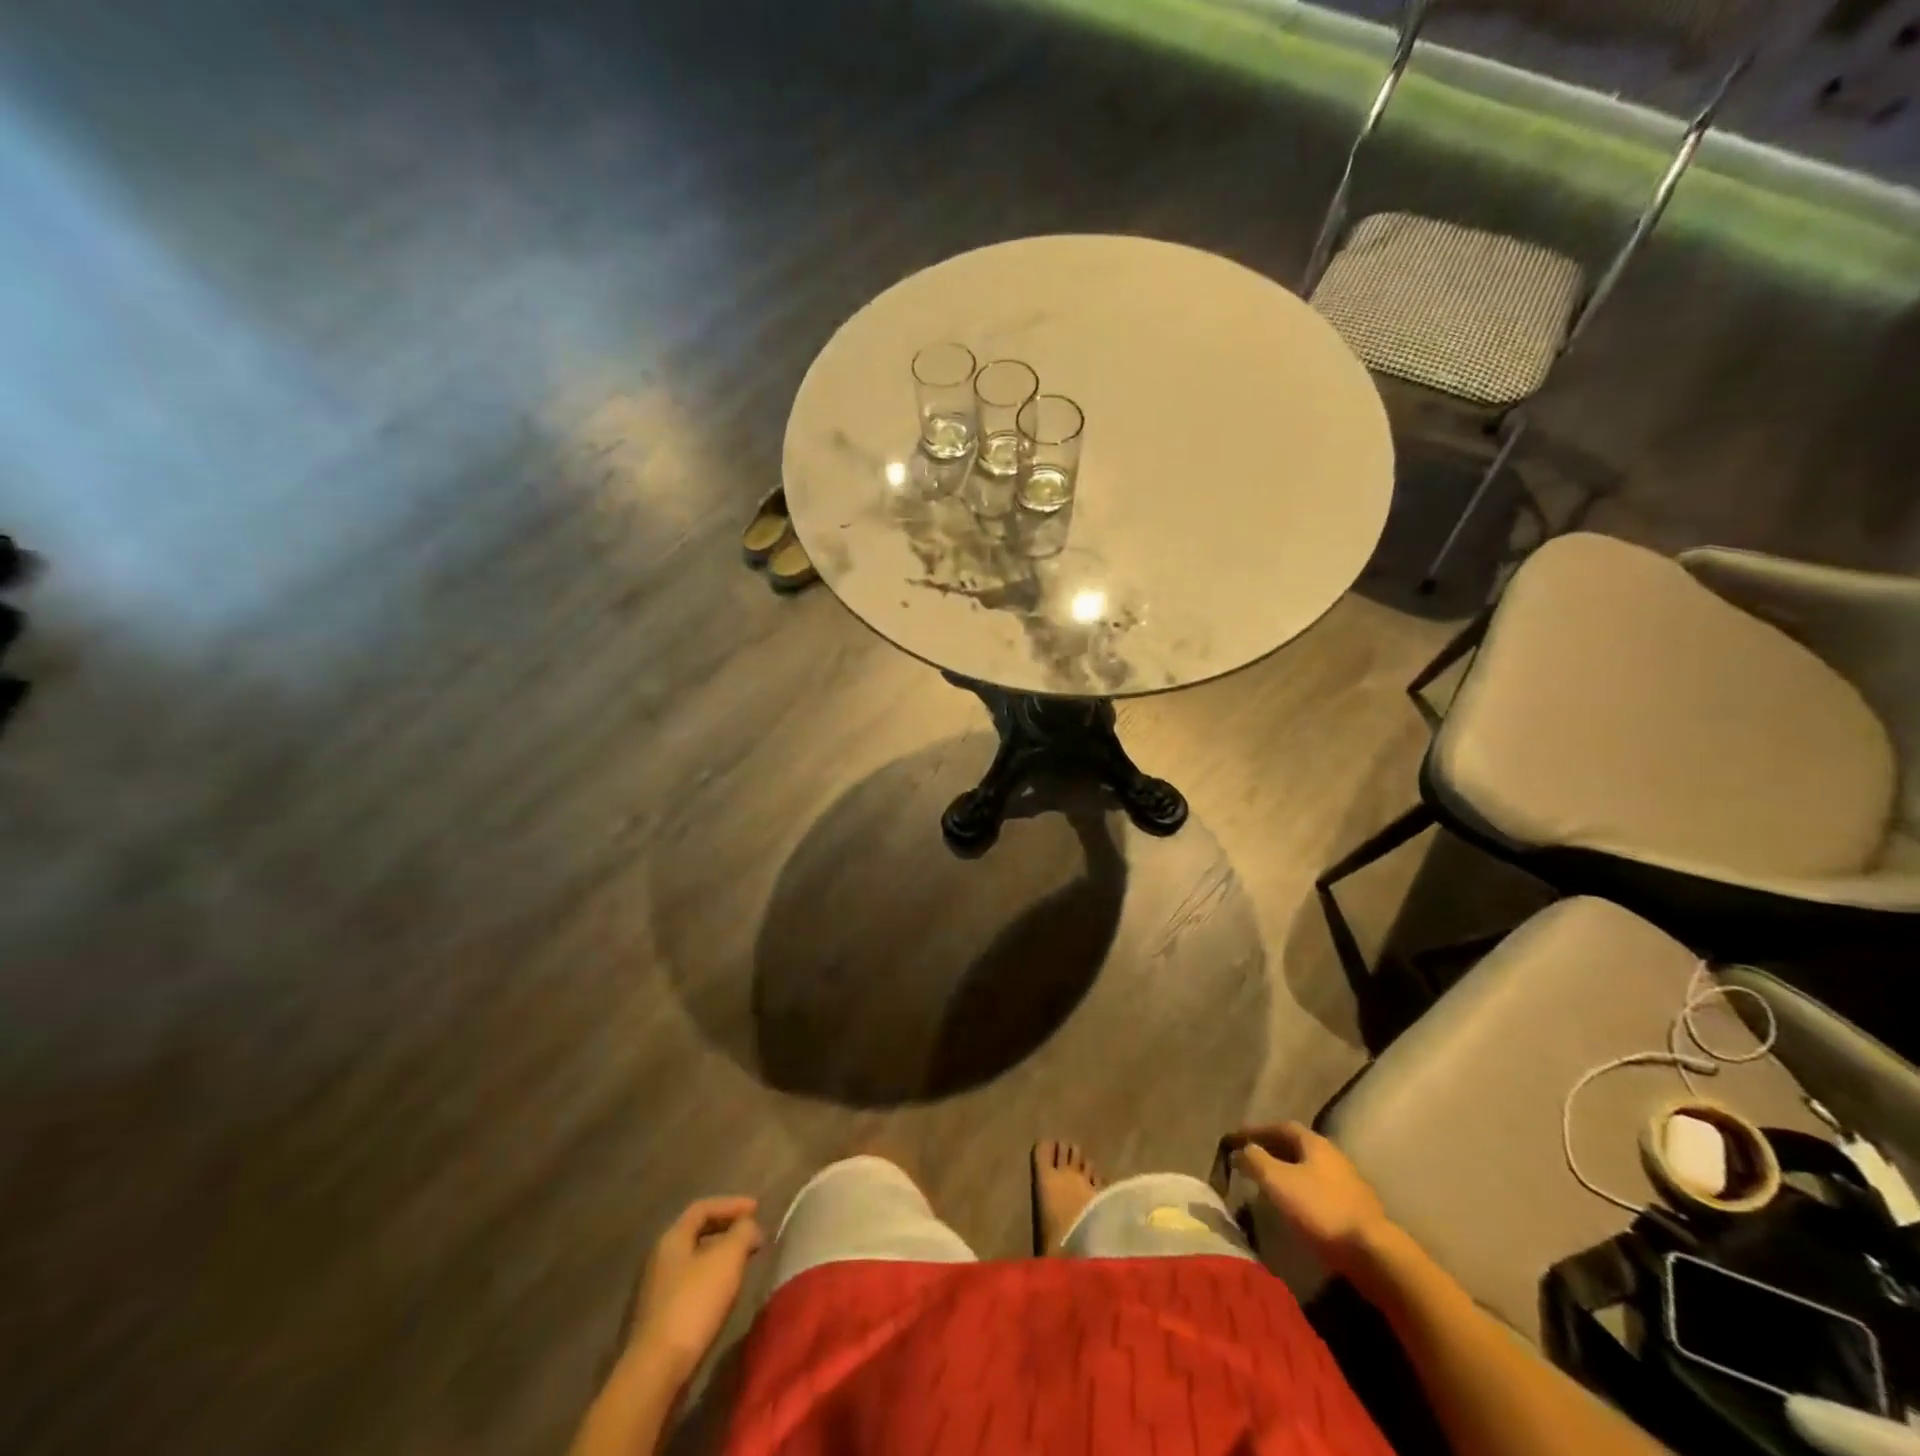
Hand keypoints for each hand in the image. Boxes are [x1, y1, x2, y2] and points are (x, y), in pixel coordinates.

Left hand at [628, 1196, 763, 1386]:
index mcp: (672, 1238)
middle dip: (726, 1230)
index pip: (703, 1207)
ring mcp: (655, 1291)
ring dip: (719, 1256)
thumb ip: (743, 1233)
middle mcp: (658, 1259)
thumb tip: (749, 1227)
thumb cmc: (694, 1304)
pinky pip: (688, 1285)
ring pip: (693, 1261)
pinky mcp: (657, 1319)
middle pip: (696, 1233)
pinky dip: (710, 1280)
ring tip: (742, 1263)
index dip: (732, 1204)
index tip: (757, 1209)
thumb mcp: (728, 1259)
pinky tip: (723, 1294)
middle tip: (751, 1235)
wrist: (655, 1372)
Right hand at [1230, 1122, 1389, 1278]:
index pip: (1280, 1126)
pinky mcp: (1356, 1208)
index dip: (1257, 1131)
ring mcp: (1348, 1182)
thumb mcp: (1278, 1181)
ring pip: (1309, 1168)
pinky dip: (1302, 1190)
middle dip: (1272, 1150)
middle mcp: (1333, 1155)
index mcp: (1315, 1142)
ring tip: (1269, 1184)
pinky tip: (1294, 1206)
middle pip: (1297, 1146)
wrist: (1373, 1253)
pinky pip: (1320, 1189)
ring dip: (1287, 1171)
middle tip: (1250, 1160)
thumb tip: (1241, 1150)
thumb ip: (1256, 1160)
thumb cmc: (1321, 1209)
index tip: (1236, 1140)